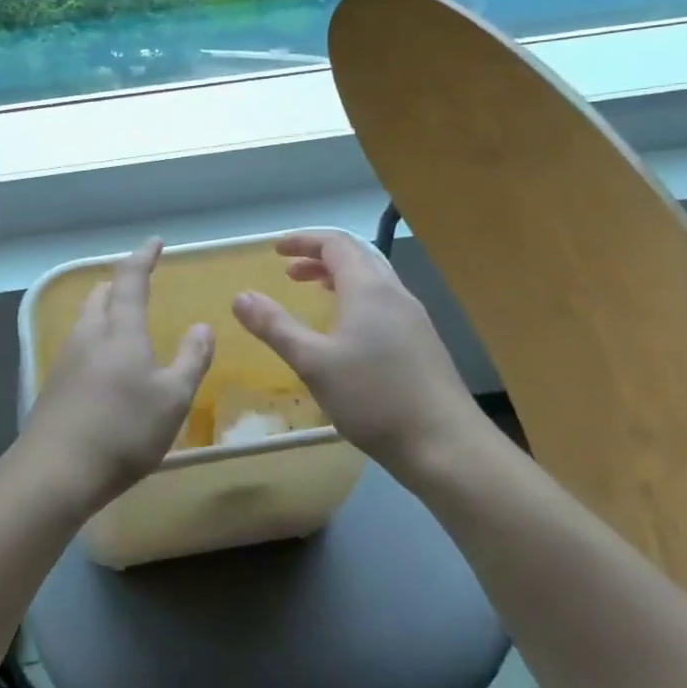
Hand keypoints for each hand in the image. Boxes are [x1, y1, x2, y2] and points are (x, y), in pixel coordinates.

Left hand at [18, 239, 213, 513]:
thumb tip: (202, 326)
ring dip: (105, 309)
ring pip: (86, 319)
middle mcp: (89, 334)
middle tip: (138, 283)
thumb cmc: (124, 430)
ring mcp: (66, 358)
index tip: (155, 242)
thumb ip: (191, 359)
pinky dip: (96, 338)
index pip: (130, 279)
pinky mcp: (54, 384)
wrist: (56, 470)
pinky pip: (79, 345)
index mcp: (120, 330)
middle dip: (119, 283)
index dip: (143, 257)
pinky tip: (105, 363)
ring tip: (124, 320)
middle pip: (101, 294)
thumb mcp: (173, 398)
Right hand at [232, 231, 487, 473]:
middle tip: (288, 273)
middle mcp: (394, 294)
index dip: (303, 241)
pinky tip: (347, 331)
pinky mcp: (422, 343)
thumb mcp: (313, 363)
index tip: (275, 251)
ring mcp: (413, 318)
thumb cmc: (374, 399)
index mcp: (368, 289)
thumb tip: (240, 297)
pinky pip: (384, 302)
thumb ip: (275, 327)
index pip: (336, 244)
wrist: (446, 446)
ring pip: (373, 279)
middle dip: (319, 257)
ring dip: (339, 278)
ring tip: (314, 293)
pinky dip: (356, 299)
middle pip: (357, 256)